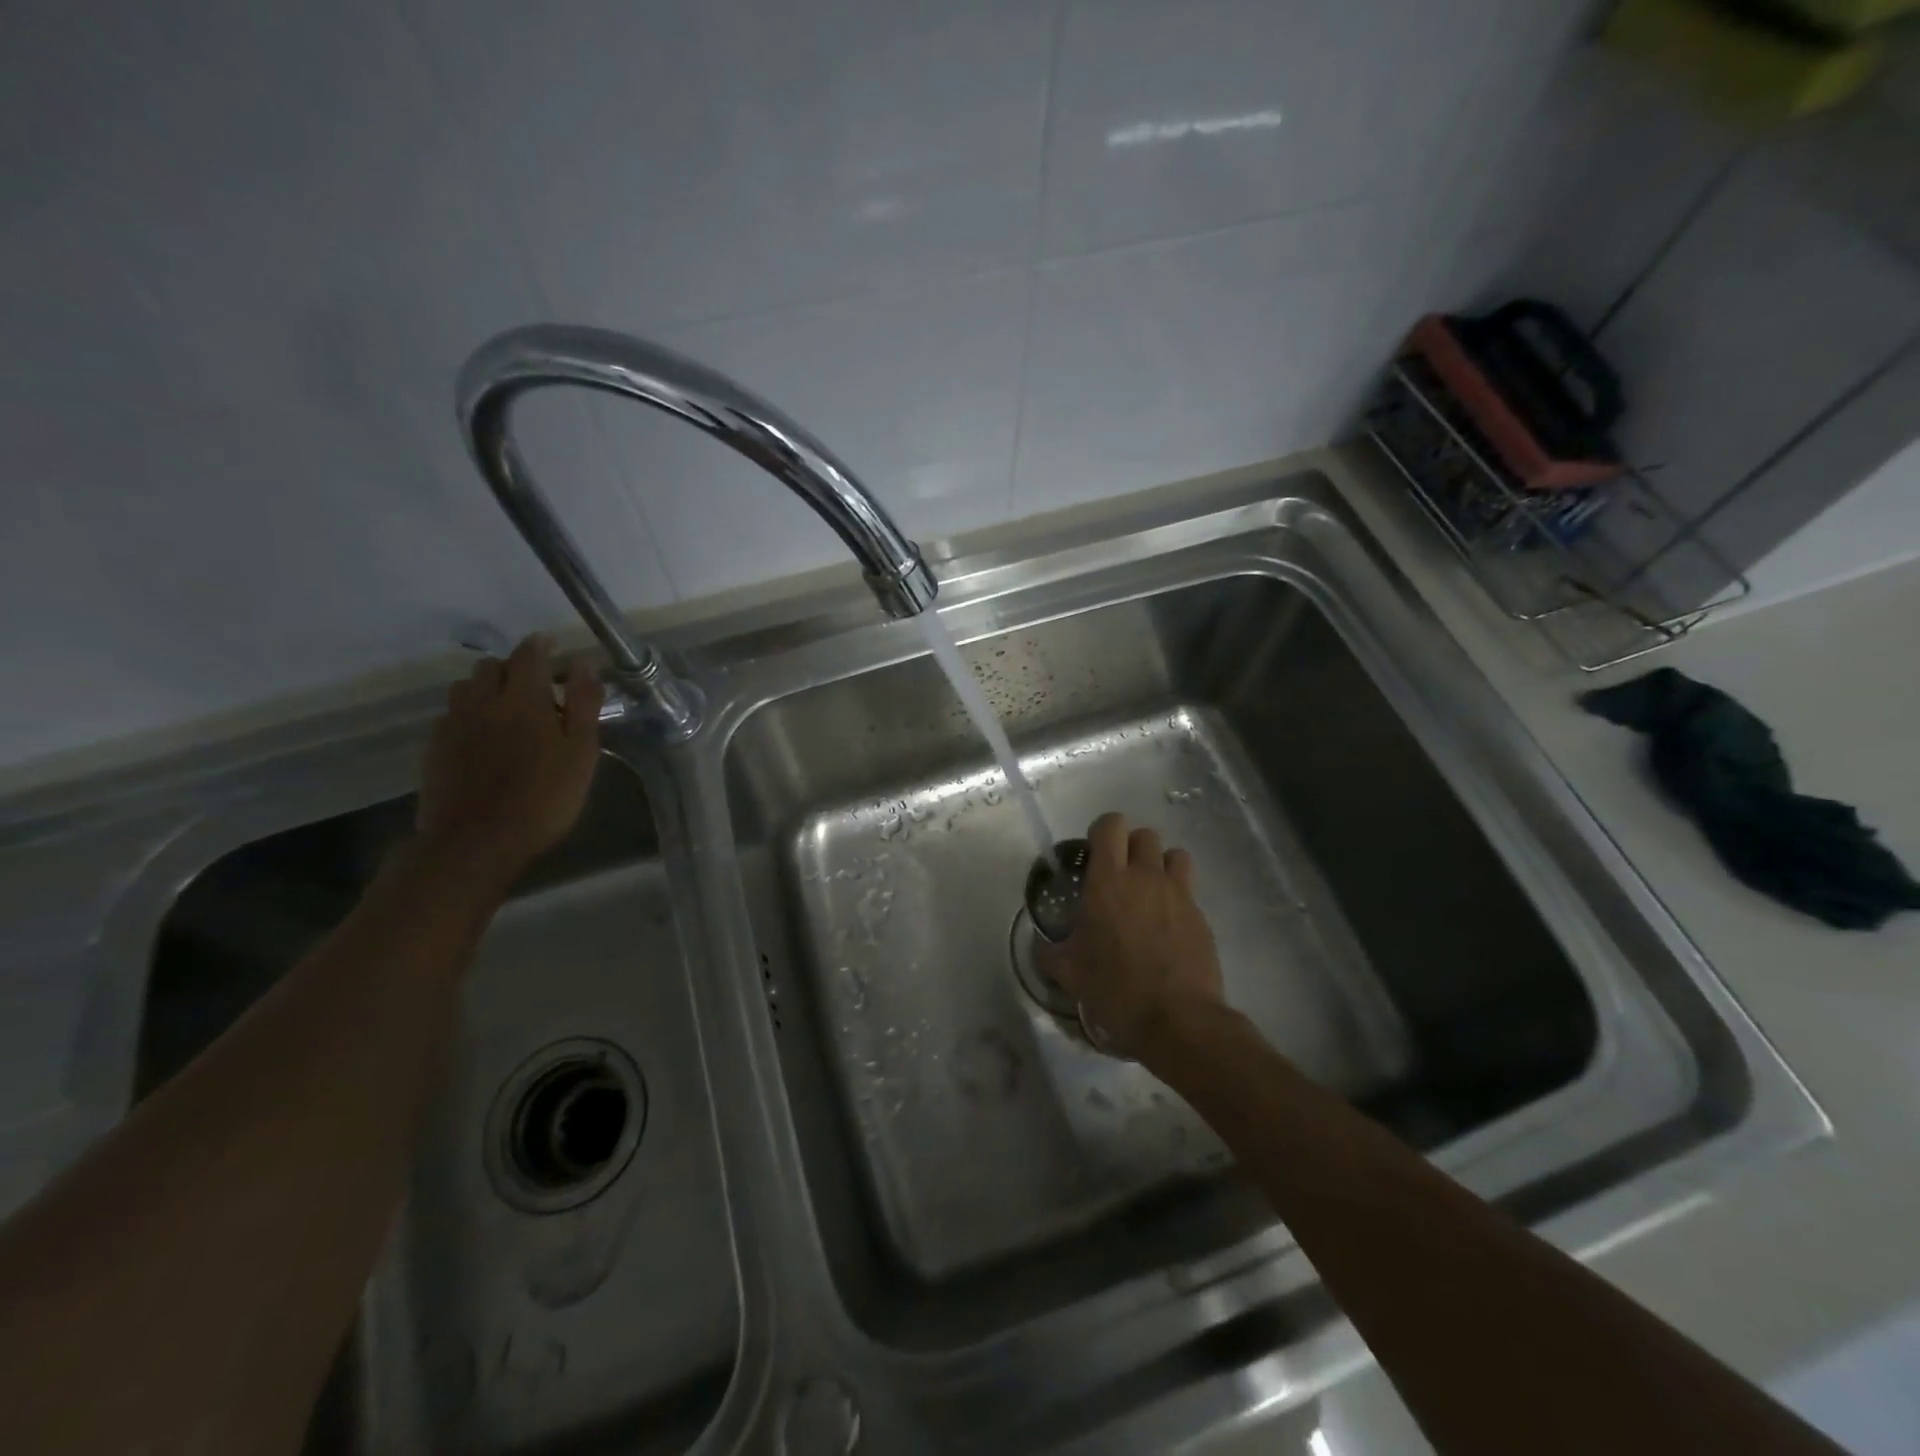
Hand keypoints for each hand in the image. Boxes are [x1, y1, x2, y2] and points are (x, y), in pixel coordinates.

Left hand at [416, 634, 603, 878]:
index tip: (553, 645)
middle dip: (514, 667)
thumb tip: (583, 663)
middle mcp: (483, 700)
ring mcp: (454, 723)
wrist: (476, 841)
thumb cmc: (544, 796)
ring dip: (487, 688)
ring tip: (507, 709)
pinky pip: (451, 715)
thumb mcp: (581, 752)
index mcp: (523, 698)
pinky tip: (483, 737)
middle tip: (536, 686)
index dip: (541, 645)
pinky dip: (469, 713)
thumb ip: (583, 704)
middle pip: (492, 666)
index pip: (529, 654)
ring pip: (466, 687)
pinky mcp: (435, 748)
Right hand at [1037, 812, 1224, 1059]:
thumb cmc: (1115, 988)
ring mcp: (1178, 894)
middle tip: (1119, 876)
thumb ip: (1049, 952)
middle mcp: (1146, 876)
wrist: (1177, 1019)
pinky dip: (1177, 896)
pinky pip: (1188, 889)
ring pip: (1174, 854)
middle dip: (1131, 847)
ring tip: (1148, 892)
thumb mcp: (1069, 972)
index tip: (1094, 854)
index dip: (1102, 832)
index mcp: (1108, 880)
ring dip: (1160, 864)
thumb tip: (1040, 946)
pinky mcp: (1201, 915)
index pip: (1111, 826)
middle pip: (1145, 835)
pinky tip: (1166, 926)